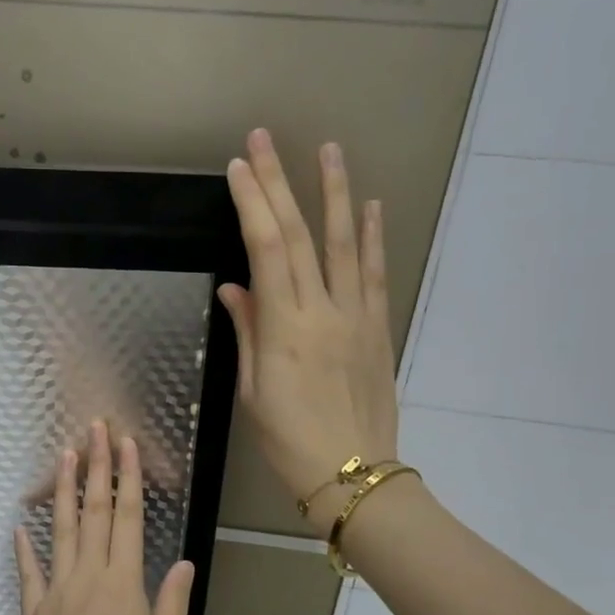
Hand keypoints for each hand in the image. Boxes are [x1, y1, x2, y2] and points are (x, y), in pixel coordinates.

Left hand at [11, 421, 195, 614]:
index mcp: (123, 581)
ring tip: (62, 456)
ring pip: (60, 530)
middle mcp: (89, 574)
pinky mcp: (33, 611)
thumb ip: (173, 602)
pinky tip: (20, 527)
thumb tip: (185, 562)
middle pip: (93, 511)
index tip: (125, 444)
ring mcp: (56, 590)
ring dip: (62, 491)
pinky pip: (28, 573)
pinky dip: (24, 549)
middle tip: (94, 430)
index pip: (128, 517)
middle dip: (96, 468)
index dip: (127, 477)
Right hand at [218, 129, 399, 516]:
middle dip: (280, 183)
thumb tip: (235, 287)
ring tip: (329, 151)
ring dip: (336, 194)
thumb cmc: (290, 441)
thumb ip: (248, 333)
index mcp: (285, 329)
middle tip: (266, 139)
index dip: (252, 204)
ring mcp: (357, 317)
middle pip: (299, 236)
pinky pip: (377, 274)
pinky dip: (374, 237)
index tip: (239, 168)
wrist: (353, 475)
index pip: (265, 250)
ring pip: (346, 243)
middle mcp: (323, 312)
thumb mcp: (255, 392)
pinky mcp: (380, 328)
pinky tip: (371, 207)